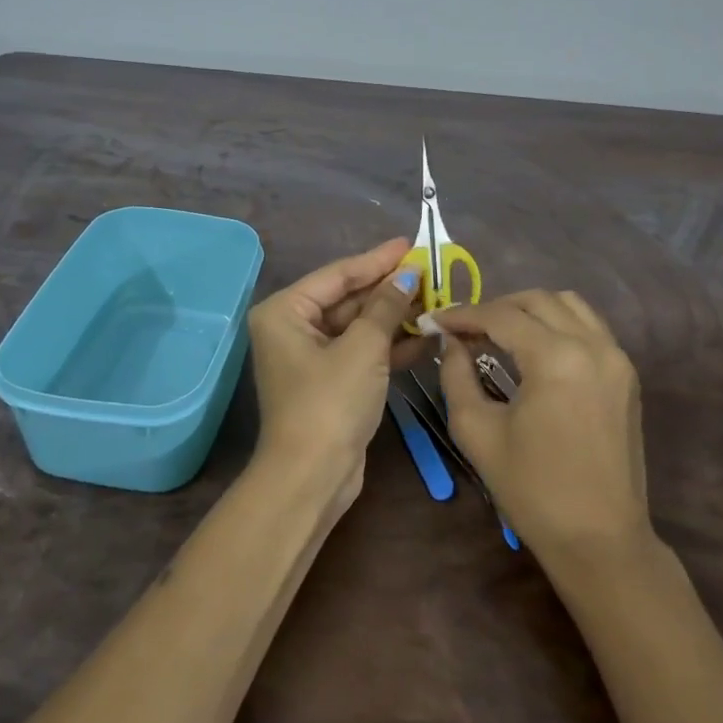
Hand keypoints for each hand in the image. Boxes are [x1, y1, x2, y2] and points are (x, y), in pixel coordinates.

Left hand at [246, 238, 424, 495]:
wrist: (312, 478)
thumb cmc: (330, 402)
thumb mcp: (363, 348)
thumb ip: (386, 306)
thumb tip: (407, 274)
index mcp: (286, 311)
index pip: (338, 275)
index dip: (376, 259)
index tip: (410, 243)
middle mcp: (292, 328)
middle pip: (348, 298)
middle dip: (389, 289)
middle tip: (430, 271)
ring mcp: (311, 357)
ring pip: (358, 326)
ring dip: (395, 317)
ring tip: (436, 299)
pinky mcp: (330, 382)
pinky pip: (362, 352)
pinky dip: (390, 346)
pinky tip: (427, 336)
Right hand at [428, 291, 648, 558]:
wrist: (600, 540)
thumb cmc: (532, 490)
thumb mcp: (477, 432)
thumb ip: (457, 376)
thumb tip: (451, 342)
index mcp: (556, 359)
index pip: (501, 316)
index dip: (463, 314)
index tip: (434, 320)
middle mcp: (592, 346)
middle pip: (537, 300)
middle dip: (496, 307)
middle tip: (464, 329)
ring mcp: (616, 358)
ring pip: (569, 305)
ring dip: (530, 309)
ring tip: (499, 332)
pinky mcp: (626, 375)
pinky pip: (589, 327)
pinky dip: (558, 323)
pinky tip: (534, 348)